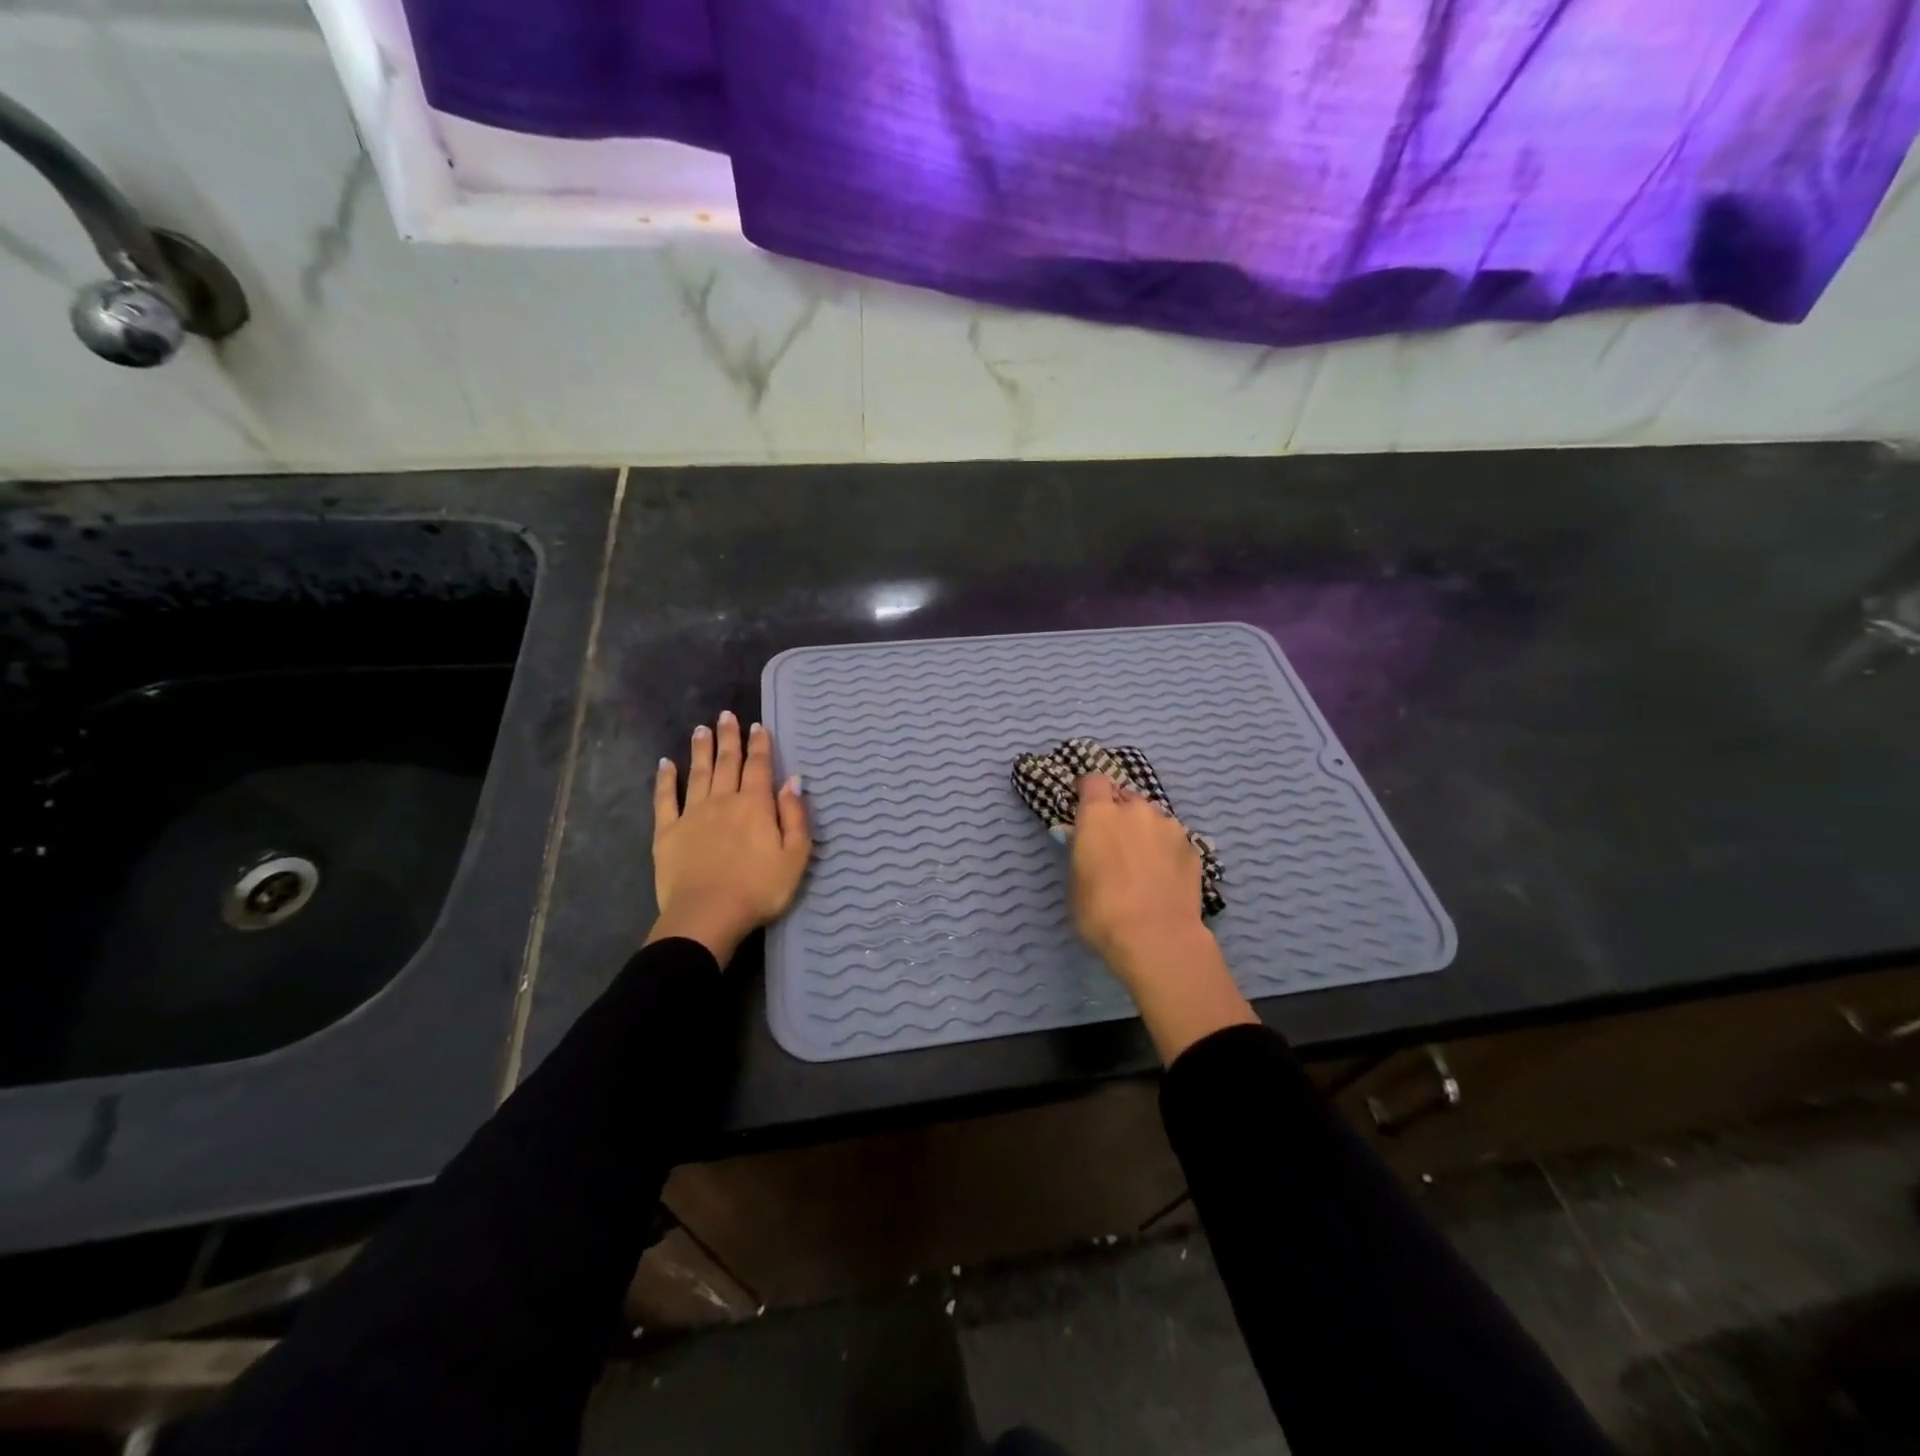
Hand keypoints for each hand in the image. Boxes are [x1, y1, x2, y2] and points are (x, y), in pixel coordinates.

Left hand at [649, 711, 810, 966]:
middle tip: (727, 715)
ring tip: (701, 729)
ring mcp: (692, 814)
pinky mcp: (668, 832)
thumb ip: (795, 816)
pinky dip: (665, 780)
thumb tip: (793, 781)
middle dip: (729, 738)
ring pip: (698, 773)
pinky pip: (665, 799)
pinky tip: (665, 764)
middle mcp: (723, 800)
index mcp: (755, 805)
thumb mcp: (795, 856)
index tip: (757, 726)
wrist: (708, 915)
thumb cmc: (759, 889)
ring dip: (701, 750)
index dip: (760, 745)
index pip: (759, 767)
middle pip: (727, 763)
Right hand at [1068, 774, 1257, 1063]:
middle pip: (1125, 798)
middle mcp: (1136, 810)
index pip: (1093, 780)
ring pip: (1152, 819)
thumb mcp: (1076, 880)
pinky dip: (1167, 852)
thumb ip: (1082, 850)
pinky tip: (1164, 879)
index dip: (1089, 793)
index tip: (1085, 811)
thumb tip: (1086, 840)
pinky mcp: (1193, 848)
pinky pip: (1173, 840)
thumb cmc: (1101, 911)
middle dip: (1119, 814)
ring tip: (1144, 865)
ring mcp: (1169, 827)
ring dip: (1145, 832)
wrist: (1157, 938)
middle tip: (1115, 844)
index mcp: (1100, 813)